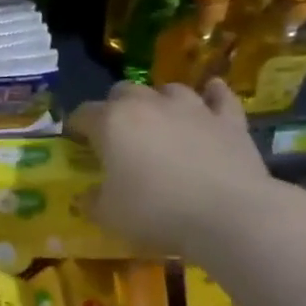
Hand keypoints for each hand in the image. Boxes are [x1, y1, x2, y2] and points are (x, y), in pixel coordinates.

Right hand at [69, 80, 275, 258]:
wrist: (229, 215)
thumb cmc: (156, 212)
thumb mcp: (108, 216)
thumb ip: (92, 201)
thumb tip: (88, 196)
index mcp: (111, 123)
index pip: (83, 114)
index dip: (76, 126)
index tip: (76, 141)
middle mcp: (148, 105)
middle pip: (123, 91)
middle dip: (115, 107)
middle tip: (117, 133)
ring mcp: (191, 108)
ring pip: (169, 89)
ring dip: (160, 100)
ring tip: (159, 119)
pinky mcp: (228, 120)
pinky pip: (219, 96)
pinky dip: (212, 94)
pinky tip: (210, 94)